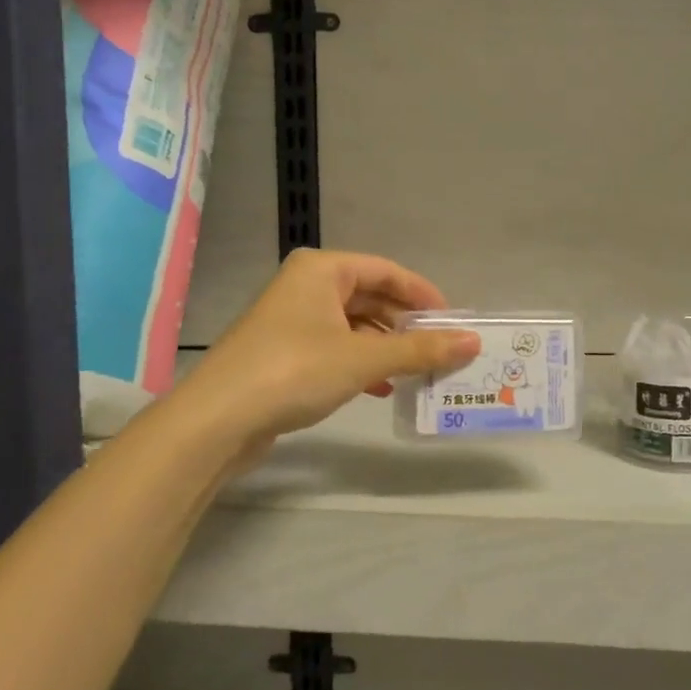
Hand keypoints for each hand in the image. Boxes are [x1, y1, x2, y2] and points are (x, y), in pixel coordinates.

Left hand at [178, 249, 479, 447]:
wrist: (217, 420)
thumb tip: (472, 342)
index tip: (453, 321)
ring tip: (417, 372)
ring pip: (354, 326)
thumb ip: (420, 350)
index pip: (386, 271)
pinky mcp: (284, 353)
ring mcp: (291, 320)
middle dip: (405, 325)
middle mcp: (306, 286)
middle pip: (370, 297)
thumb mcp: (364, 358)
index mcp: (322, 270)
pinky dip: (362, 364)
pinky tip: (381, 388)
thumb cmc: (294, 371)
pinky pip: (335, 348)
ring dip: (386, 348)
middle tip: (440, 350)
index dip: (423, 294)